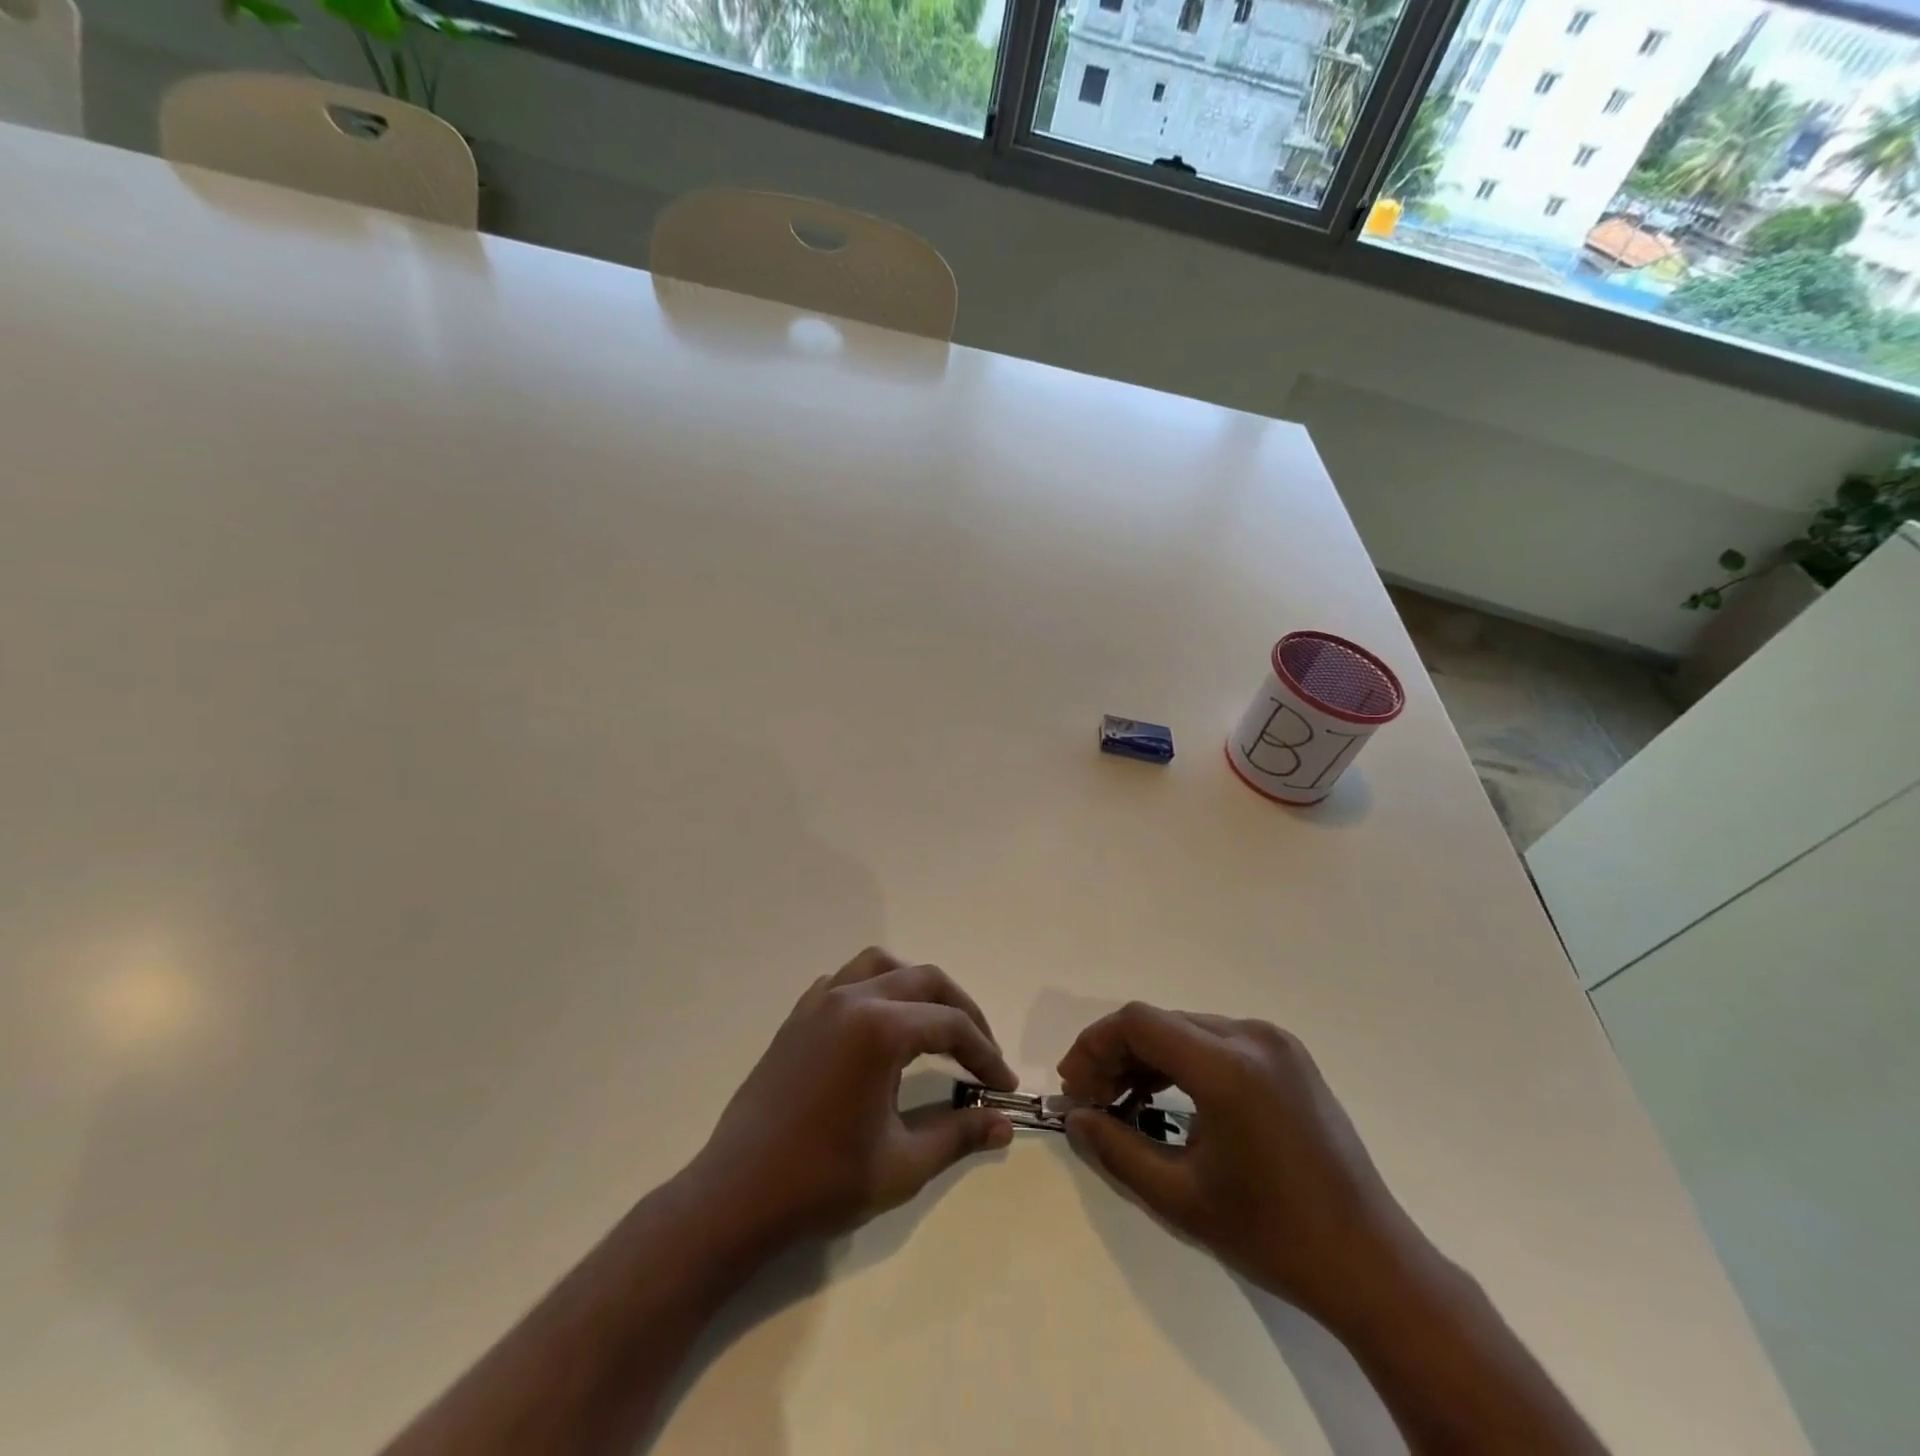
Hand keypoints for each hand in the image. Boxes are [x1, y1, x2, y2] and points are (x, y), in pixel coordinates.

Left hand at [683, 948, 1018, 1251]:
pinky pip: (845, 980)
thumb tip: (1005, 1122)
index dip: (985, 1053)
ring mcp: (820, 1002)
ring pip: (882, 965)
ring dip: (917, 987)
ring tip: (934, 1025)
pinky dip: (874, 989)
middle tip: (981, 1052)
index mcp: (880, 1029)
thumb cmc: (823, 1182)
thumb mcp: (903, 1164)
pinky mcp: (798, 1016)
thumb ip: (959, 1134)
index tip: (1003, 1085)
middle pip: (925, 980)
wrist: (737, 1196)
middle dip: (962, 1011)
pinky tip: (879, 1027)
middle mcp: (852, 999)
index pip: (951, 1026)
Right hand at [1059, 1003, 1434, 1333]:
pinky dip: (1183, 1062)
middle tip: (1092, 1099)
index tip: (1074, 1086)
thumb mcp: (1180, 1198)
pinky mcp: (1288, 1058)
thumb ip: (1116, 1150)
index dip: (1095, 1045)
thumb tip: (1076, 1119)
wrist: (1370, 1264)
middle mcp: (1252, 1037)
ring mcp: (1276, 1044)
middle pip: (1162, 1023)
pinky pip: (1218, 1042)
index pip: (1139, 1022)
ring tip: (1122, 1101)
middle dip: (1117, 1054)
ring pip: (1188, 1030)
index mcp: (1228, 1066)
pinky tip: (1167, 1098)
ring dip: (1148, 1058)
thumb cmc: (1272, 1235)